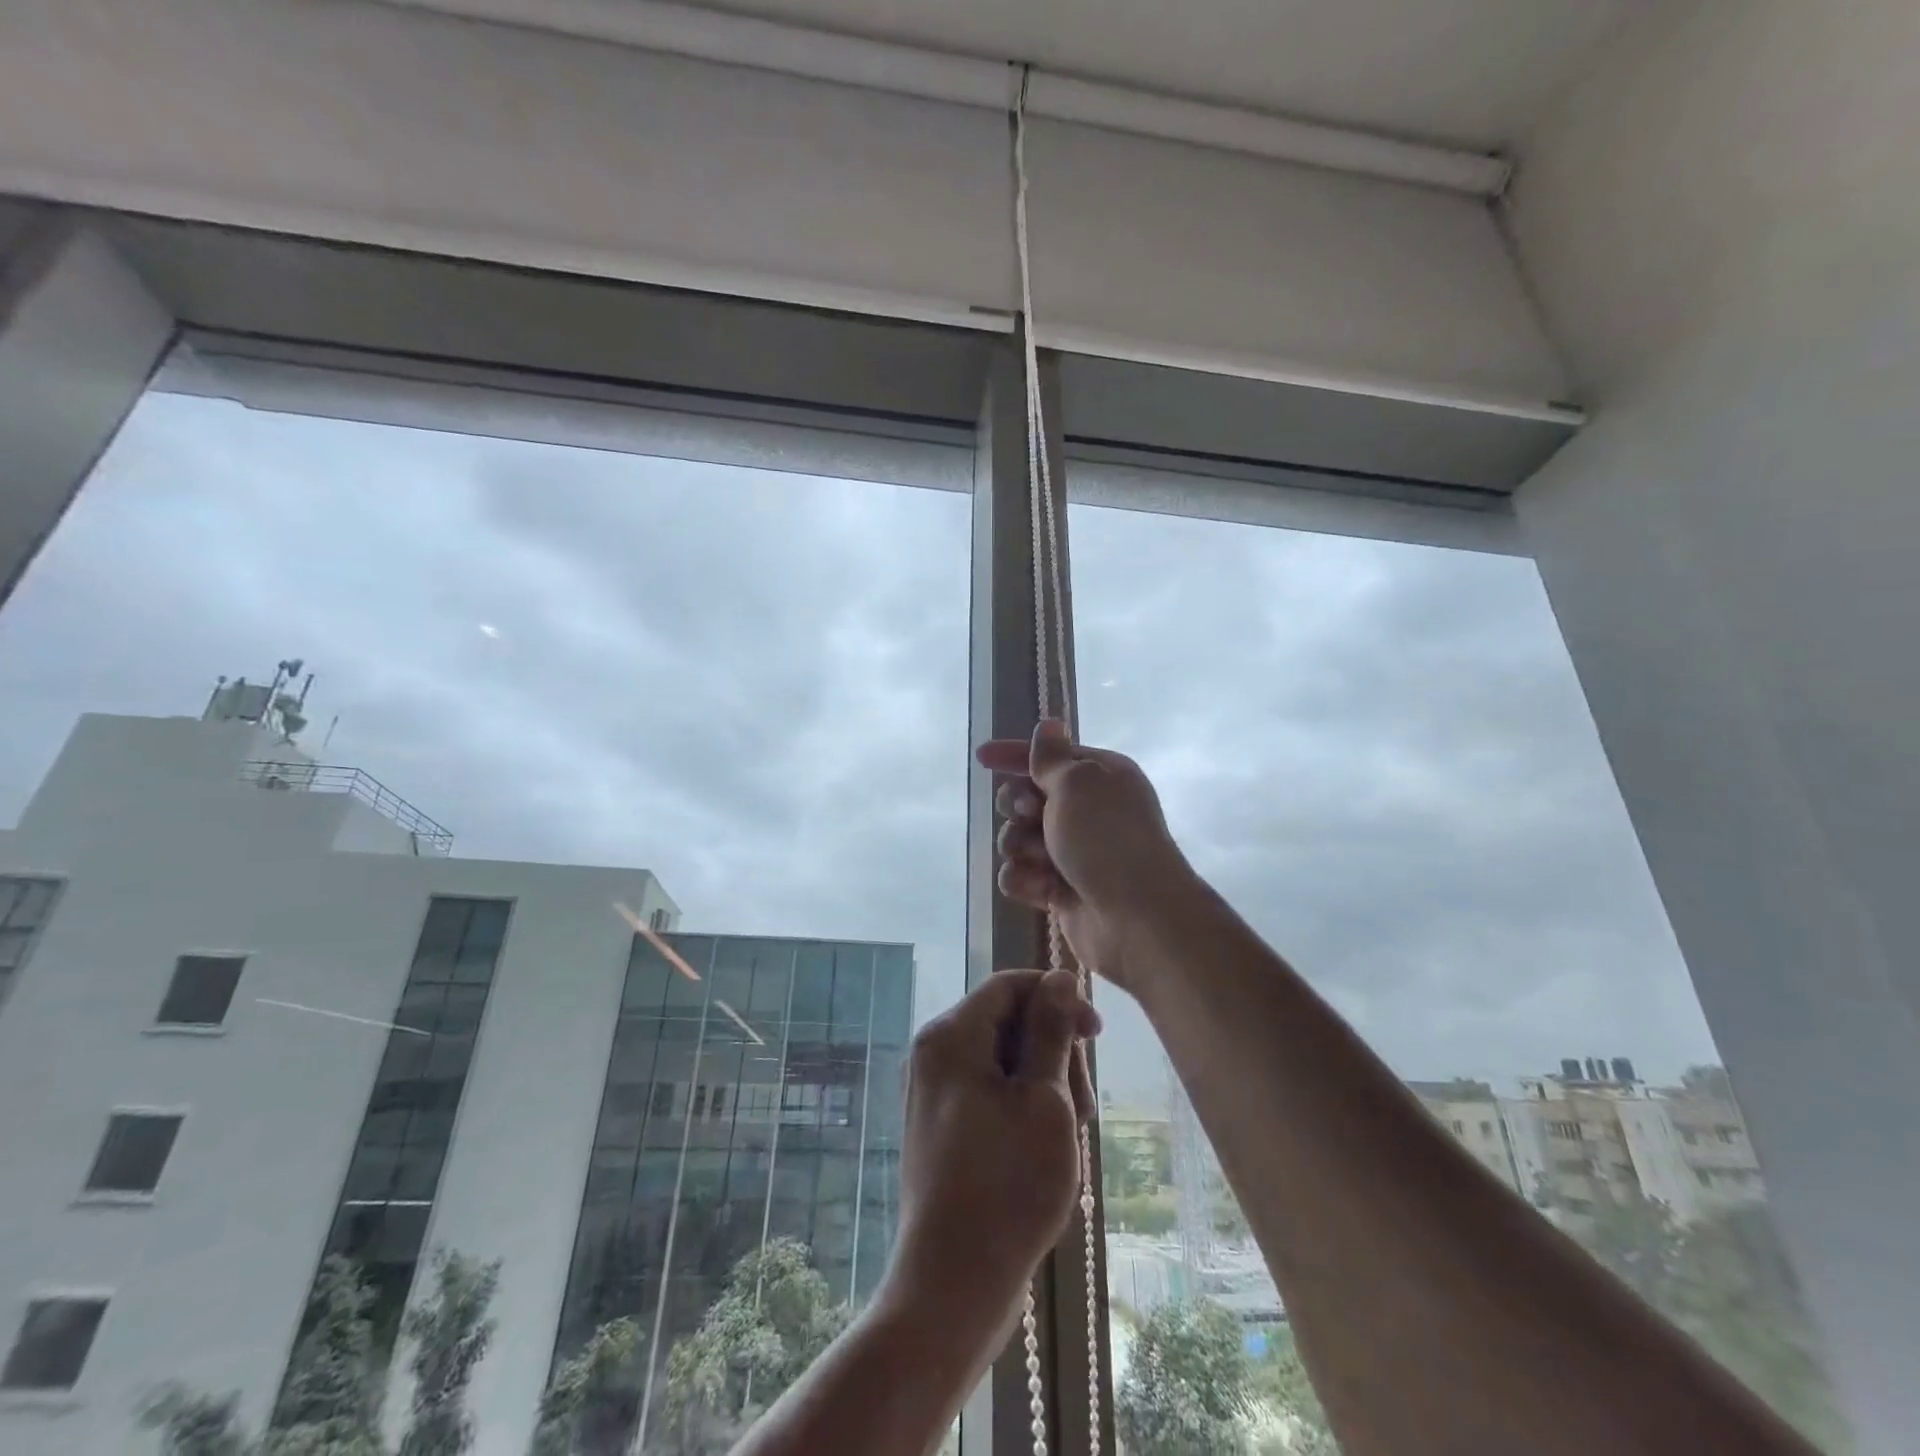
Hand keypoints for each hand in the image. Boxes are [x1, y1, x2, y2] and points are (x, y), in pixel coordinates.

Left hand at [890, 969, 1099, 1342]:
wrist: (953, 1285)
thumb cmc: (1007, 1185)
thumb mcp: (1043, 1099)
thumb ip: (1050, 1031)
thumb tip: (1058, 978)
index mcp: (950, 1036)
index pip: (1009, 986)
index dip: (1056, 998)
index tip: (1097, 1033)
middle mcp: (934, 1054)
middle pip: (1006, 1022)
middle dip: (1053, 1051)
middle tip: (1082, 1107)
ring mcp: (934, 1092)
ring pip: (1003, 1060)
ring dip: (1044, 1084)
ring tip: (1067, 1135)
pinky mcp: (941, 1126)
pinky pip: (989, 1092)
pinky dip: (1022, 1107)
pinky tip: (1045, 1148)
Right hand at [976, 719, 1190, 991]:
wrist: (1137, 918)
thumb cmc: (1108, 839)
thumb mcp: (1078, 784)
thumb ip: (1052, 757)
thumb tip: (1049, 724)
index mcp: (1099, 776)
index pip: (1048, 756)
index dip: (1014, 755)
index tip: (981, 757)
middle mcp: (1087, 810)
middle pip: (1025, 797)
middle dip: (1018, 806)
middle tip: (1031, 816)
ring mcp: (1072, 852)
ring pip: (1017, 839)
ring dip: (1020, 847)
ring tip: (1042, 860)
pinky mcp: (1060, 889)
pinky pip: (1020, 875)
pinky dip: (1025, 880)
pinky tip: (1040, 889)